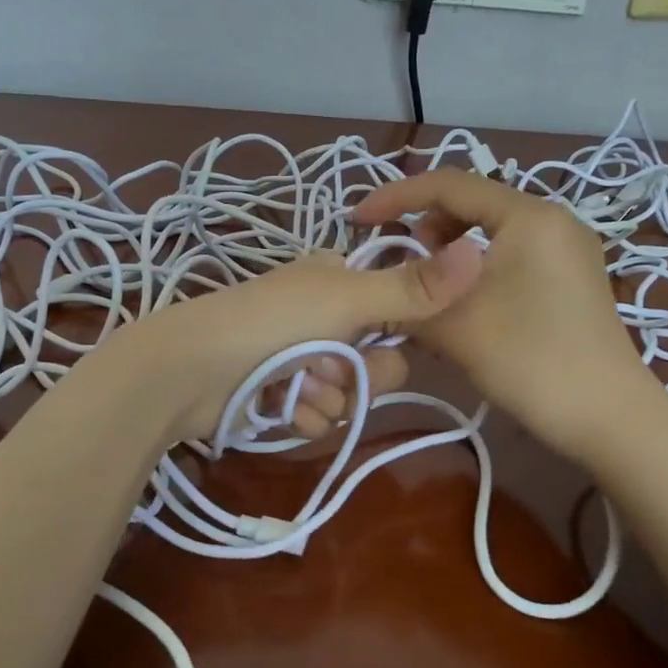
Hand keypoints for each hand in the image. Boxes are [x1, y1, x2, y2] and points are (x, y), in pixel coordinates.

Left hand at [118, 243, 484, 442]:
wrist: (185, 372)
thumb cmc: (269, 322)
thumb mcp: (347, 299)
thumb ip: (414, 288)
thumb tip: (481, 250)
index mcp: (337, 279)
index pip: (400, 308)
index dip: (400, 330)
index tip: (389, 337)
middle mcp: (322, 316)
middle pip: (380, 360)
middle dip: (360, 373)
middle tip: (331, 365)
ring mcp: (300, 358)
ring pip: (350, 394)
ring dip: (328, 397)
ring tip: (294, 386)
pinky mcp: (281, 397)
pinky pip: (319, 416)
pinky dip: (303, 415)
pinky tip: (280, 406)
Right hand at [355, 170, 644, 461]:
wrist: (609, 417)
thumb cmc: (530, 361)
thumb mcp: (455, 325)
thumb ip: (408, 294)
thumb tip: (378, 283)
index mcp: (527, 215)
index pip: (449, 184)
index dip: (395, 197)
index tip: (357, 221)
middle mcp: (552, 219)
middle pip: (472, 203)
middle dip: (426, 227)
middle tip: (399, 265)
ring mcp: (567, 248)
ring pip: (492, 231)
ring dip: (451, 250)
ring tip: (429, 289)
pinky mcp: (572, 276)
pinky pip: (513, 253)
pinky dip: (478, 267)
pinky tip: (464, 302)